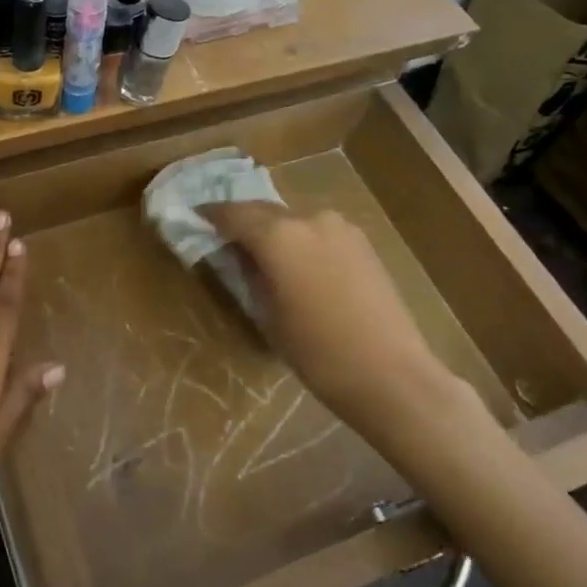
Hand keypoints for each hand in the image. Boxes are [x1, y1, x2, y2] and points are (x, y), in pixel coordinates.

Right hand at [201, 204, 473, 425]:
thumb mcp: (268, 315)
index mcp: (278, 235)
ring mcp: (340, 227)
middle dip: (242, 220)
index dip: (210, 215)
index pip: (233, 214)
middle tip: (224, 236)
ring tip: (262, 253)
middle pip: (264, 211)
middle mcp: (308, 219)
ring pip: (293, 220)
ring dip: (274, 230)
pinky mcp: (362, 242)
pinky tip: (297, 263)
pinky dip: (300, 240)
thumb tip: (240, 256)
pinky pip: (318, 232)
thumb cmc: (317, 352)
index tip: (195, 217)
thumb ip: (250, 275)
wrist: (391, 374)